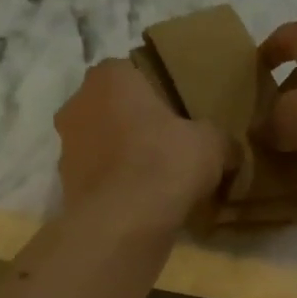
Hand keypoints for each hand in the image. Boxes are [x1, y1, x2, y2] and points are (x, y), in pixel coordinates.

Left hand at [55, 58, 227, 230]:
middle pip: (114, 109)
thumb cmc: (164, 164)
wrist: (121, 225)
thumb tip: (230, 150)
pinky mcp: (66, 185)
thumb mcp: (212, 144)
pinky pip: (99, 179)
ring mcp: (66, 146)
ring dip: (123, 157)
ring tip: (156, 180)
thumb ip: (219, 138)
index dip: (160, 94)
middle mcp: (78, 103)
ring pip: (103, 145)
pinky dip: (115, 187)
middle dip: (137, 125)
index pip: (135, 72)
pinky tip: (140, 203)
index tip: (180, 115)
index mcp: (110, 76)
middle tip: (170, 147)